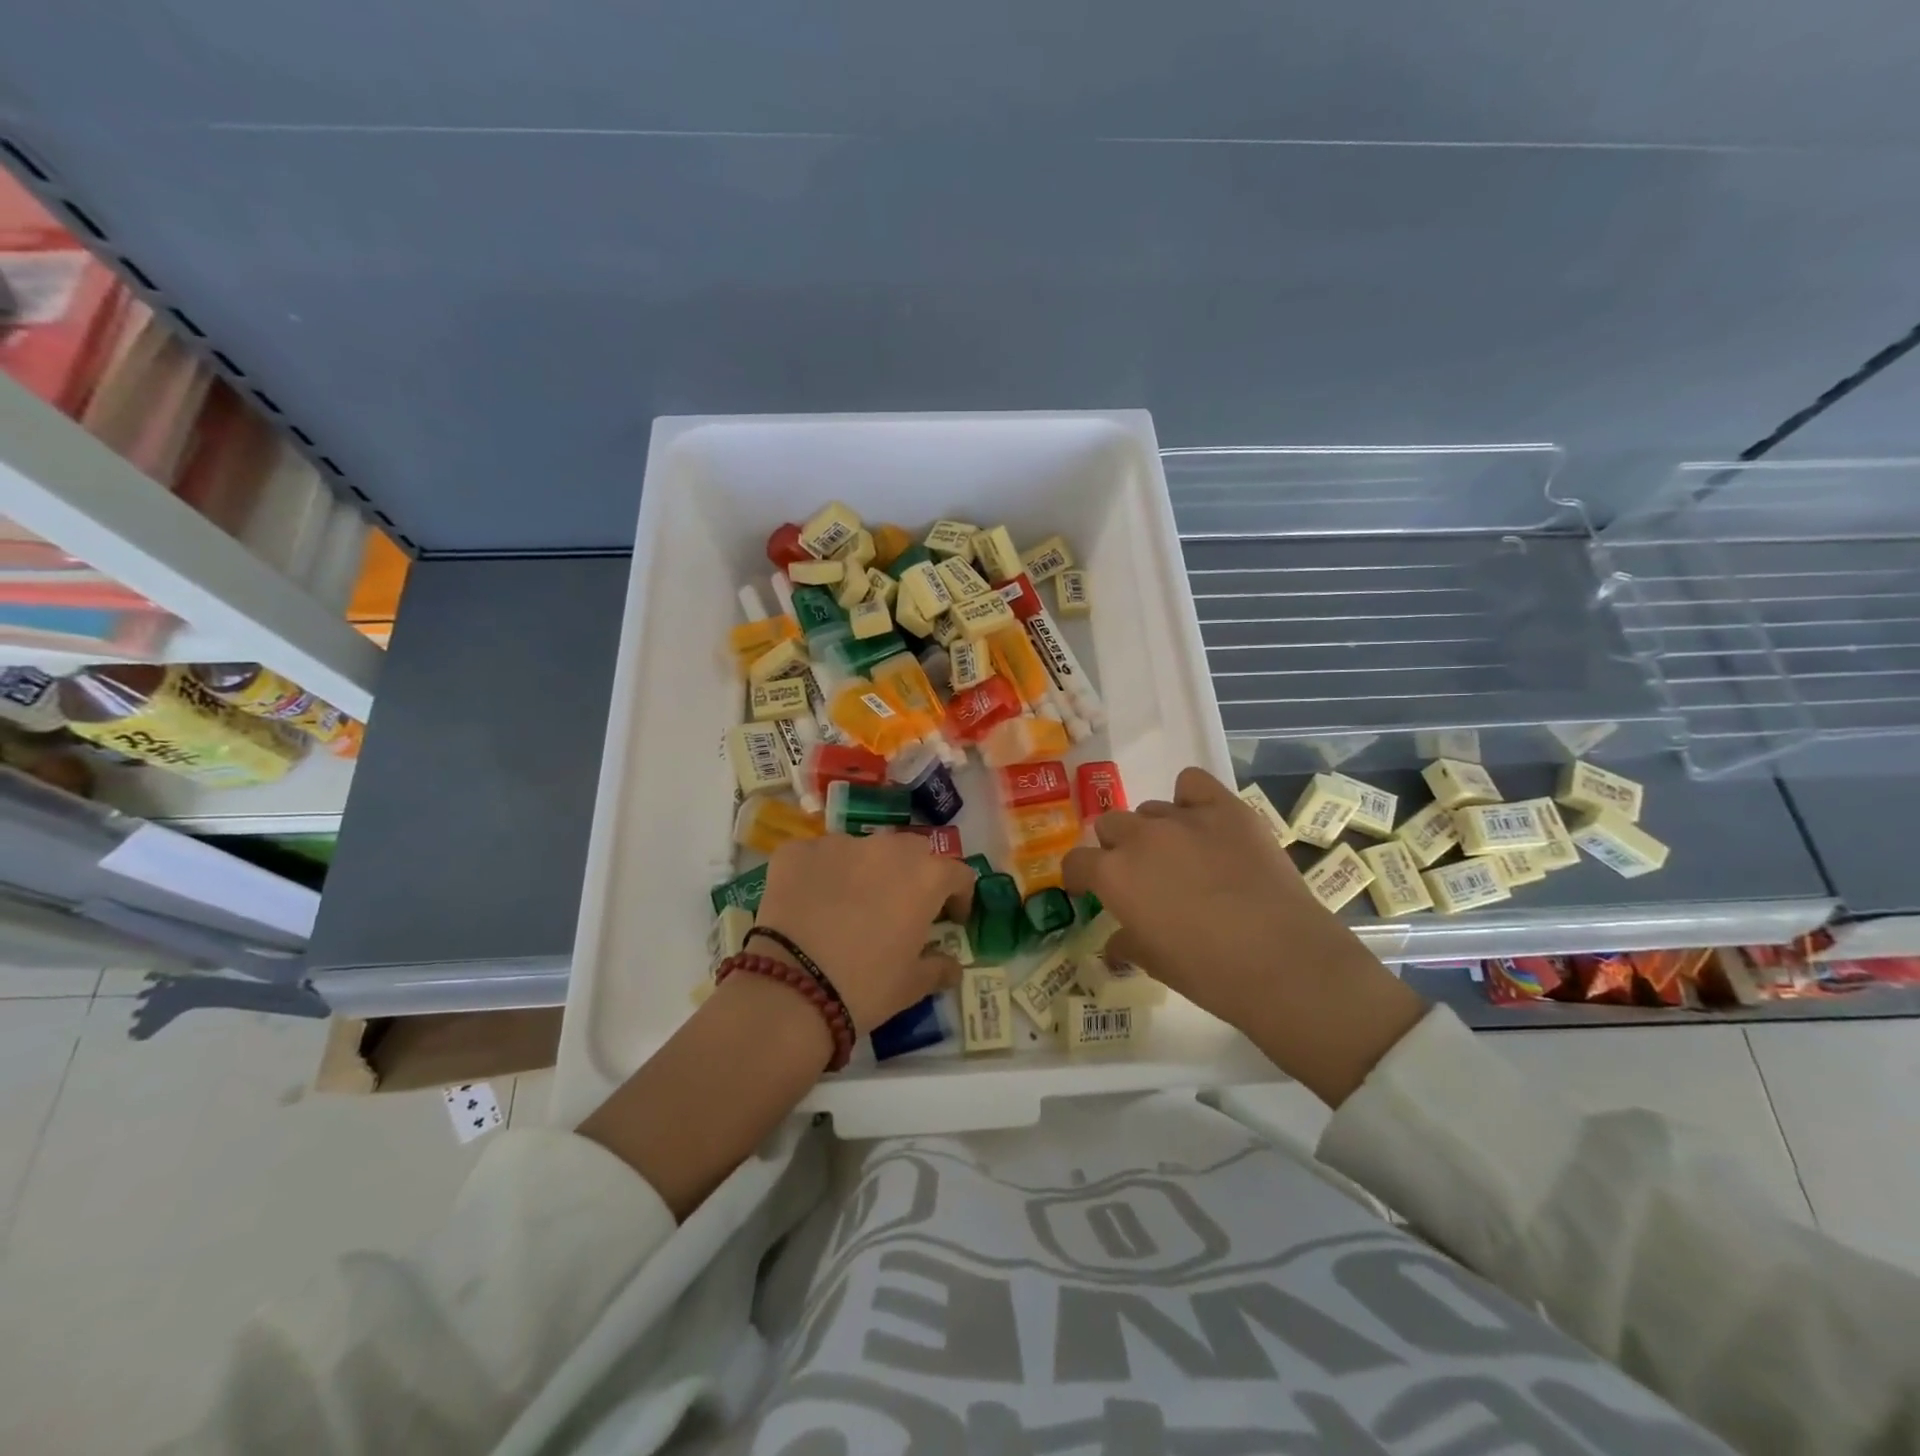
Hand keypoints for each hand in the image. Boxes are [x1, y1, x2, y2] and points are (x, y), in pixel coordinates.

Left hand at [755, 832, 975, 1033]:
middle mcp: (887, 848)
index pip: (958, 874)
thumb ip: (939, 968)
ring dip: (866, 870)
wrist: (790, 991)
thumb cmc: (865, 987)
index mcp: (925, 877)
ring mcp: (839, 844)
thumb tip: (953, 966)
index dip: (960, 896)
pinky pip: (818, 856)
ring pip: (863, 850)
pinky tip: (811, 902)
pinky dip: (820, 873)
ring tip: (850, 905)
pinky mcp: (798, 851)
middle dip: (913, 874)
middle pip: (912, 851)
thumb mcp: (912, 986)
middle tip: (901, 907)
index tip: (952, 919)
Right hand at [1062, 767, 1426, 1105]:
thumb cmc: (1210, 973)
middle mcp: (1141, 837)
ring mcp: (1184, 818)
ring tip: (1183, 856)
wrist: (1285, 963)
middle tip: (1143, 876)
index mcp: (1114, 875)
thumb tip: (1115, 944)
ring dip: (1156, 831)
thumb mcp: (1155, 964)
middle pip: (1111, 825)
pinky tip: (1204, 822)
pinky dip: (1191, 799)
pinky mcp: (1226, 809)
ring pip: (1151, 810)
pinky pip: (1192, 783)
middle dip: (1119, 849)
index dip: (1081, 877)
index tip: (1090, 889)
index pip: (1076, 861)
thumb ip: (1126, 943)